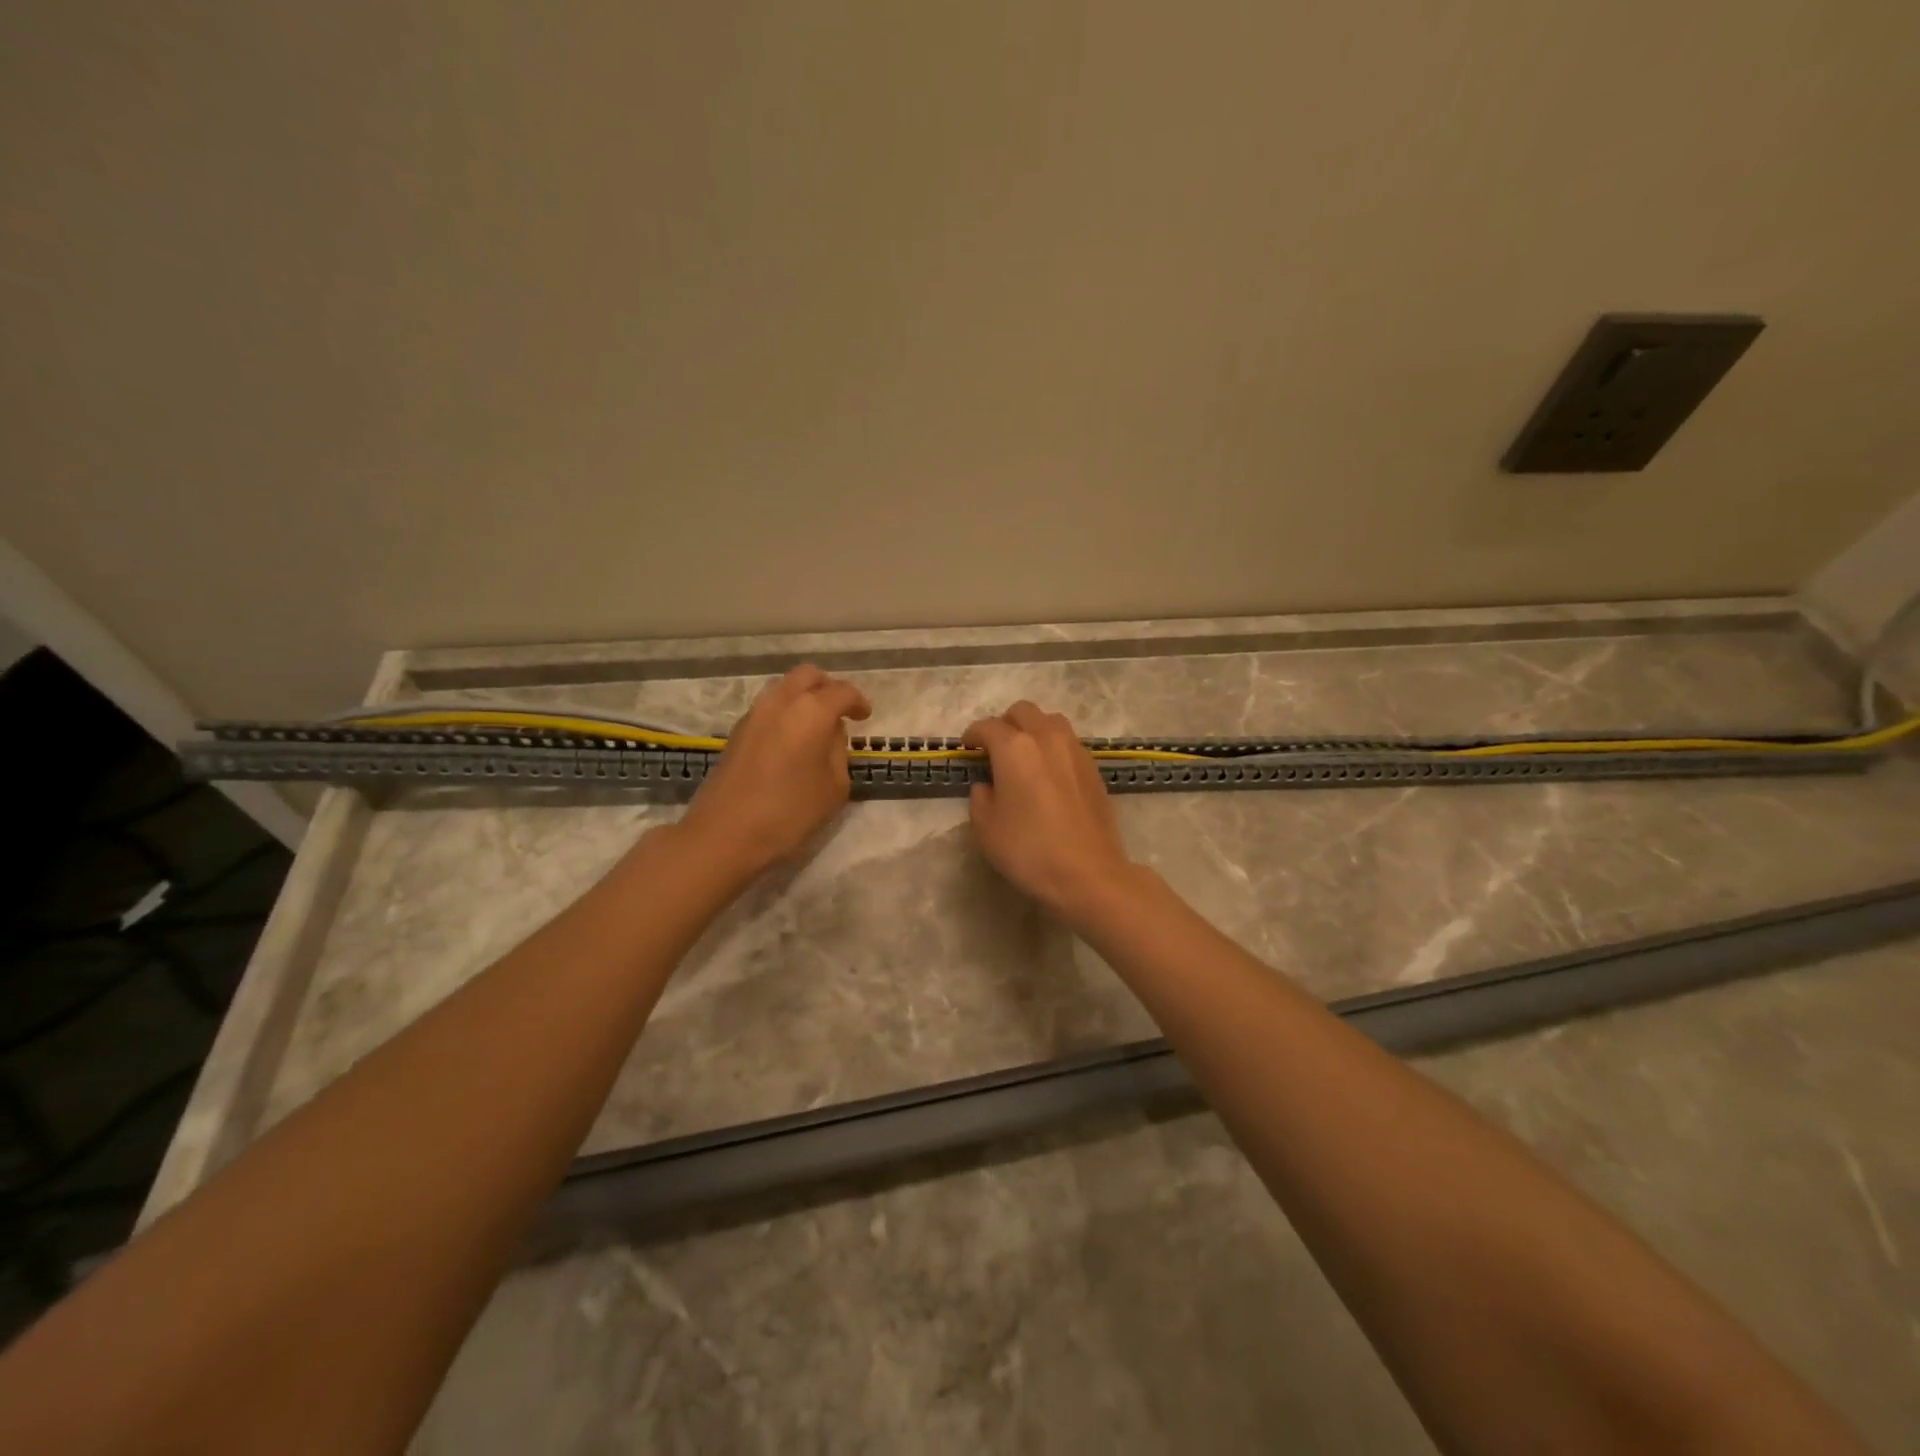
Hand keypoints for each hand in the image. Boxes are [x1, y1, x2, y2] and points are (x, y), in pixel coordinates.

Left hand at [679, 665, 872, 878]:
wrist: (726, 833)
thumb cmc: (789, 811)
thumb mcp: (834, 787)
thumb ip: (838, 752)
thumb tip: (829, 735)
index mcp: (811, 711)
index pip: (842, 692)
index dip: (858, 702)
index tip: (864, 717)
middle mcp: (781, 701)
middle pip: (808, 676)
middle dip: (828, 688)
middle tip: (840, 712)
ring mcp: (754, 714)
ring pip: (784, 689)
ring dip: (803, 699)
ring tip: (815, 728)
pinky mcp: (737, 731)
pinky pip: (768, 708)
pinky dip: (785, 714)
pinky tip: (791, 742)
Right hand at [962, 701, 1137, 923]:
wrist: (1088, 873)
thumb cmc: (1029, 850)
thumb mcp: (986, 828)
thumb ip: (980, 797)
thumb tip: (987, 785)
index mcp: (1015, 748)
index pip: (987, 727)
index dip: (973, 735)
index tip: (967, 748)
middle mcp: (1046, 738)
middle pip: (1023, 712)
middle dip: (1005, 724)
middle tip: (995, 749)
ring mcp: (1075, 750)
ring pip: (1050, 721)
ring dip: (1033, 730)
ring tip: (1025, 756)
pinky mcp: (1093, 768)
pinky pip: (1068, 742)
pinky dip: (1053, 747)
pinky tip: (1049, 773)